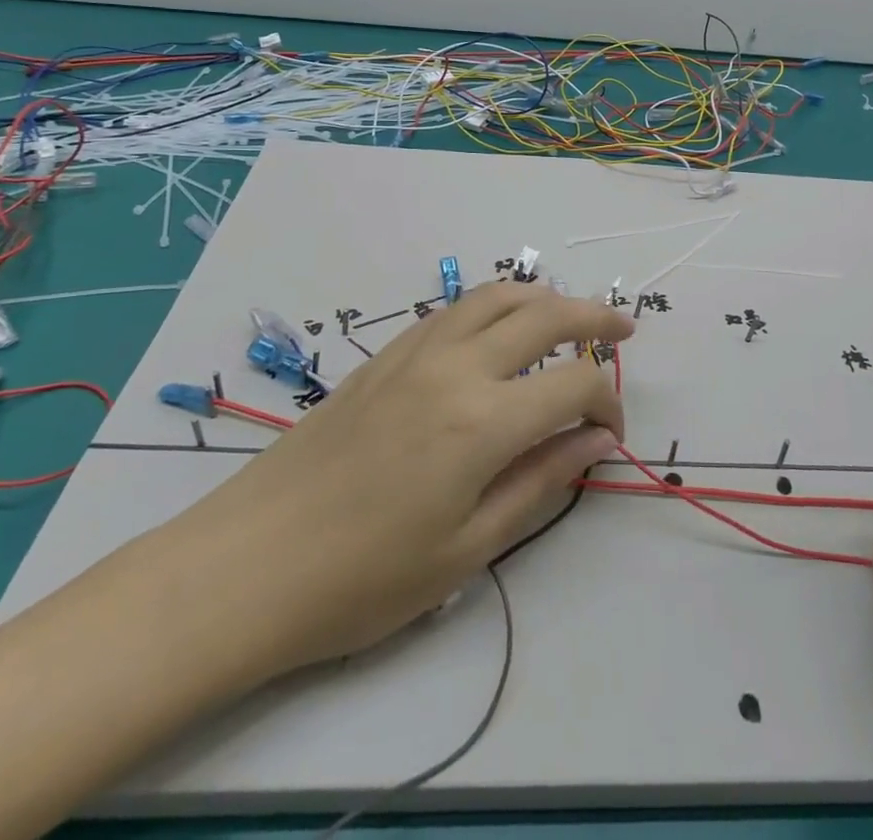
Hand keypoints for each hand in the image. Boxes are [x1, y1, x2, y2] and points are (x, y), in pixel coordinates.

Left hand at [157, 283, 631, 678]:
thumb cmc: (364, 577)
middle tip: (622, 330)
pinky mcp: (386, 355)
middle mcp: (456, 367)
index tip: (612, 433)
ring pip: (496, 296)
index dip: (607, 402)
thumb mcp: (468, 548)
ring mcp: (416, 352)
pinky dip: (493, 304)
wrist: (250, 564)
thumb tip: (596, 441)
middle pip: (544, 315)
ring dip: (543, 297)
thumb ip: (541, 481)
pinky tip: (498, 328)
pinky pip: (454, 309)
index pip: (574, 385)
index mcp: (483, 422)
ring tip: (568, 314)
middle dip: (594, 318)